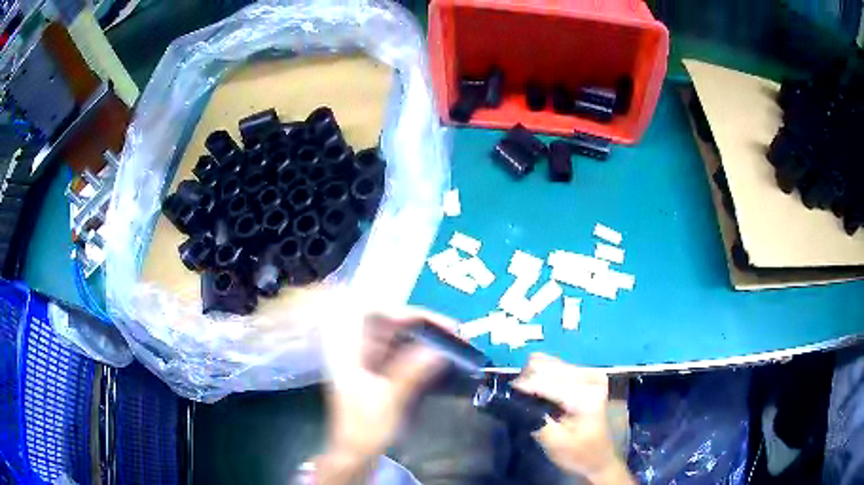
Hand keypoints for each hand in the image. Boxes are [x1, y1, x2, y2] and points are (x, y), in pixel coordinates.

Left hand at [315, 309, 452, 482]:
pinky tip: (438, 358)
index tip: (443, 325)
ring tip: (453, 343)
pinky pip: (401, 355)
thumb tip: (439, 350)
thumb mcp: (390, 400)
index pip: (381, 316)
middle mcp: (360, 350)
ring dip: (424, 338)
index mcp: (353, 351)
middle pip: (392, 325)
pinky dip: (419, 354)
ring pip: (399, 339)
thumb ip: (412, 372)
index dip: (413, 314)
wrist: (355, 453)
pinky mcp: (379, 374)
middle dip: (423, 325)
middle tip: (455, 333)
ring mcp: (369, 362)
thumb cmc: (366, 427)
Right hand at [513, 354, 632, 484]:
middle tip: (515, 401)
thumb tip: (511, 400)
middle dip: (525, 381)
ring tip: (526, 398)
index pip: (545, 382)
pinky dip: (541, 376)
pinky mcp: (586, 374)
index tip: (502, 397)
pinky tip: (539, 392)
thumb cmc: (576, 454)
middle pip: (544, 365)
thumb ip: (533, 419)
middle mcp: (590, 377)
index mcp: (585, 395)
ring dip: (532, 378)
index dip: (520, 388)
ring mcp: (589, 373)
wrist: (598, 458)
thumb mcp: (553, 442)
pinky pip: (555, 365)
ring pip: (547, 362)